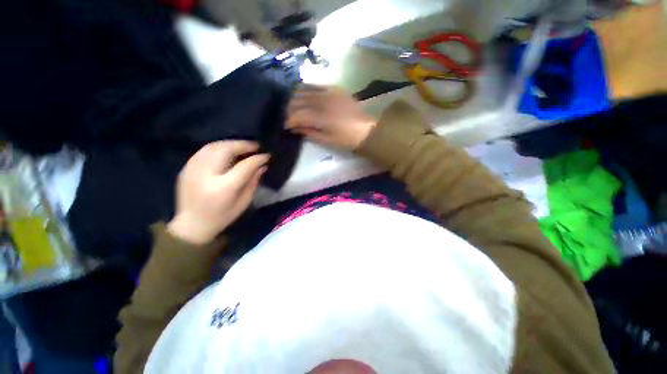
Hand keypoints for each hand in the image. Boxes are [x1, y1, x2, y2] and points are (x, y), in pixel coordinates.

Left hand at [167, 141, 268, 244]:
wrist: (191, 225)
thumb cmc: (222, 217)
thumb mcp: (243, 202)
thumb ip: (253, 182)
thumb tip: (262, 166)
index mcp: (223, 188)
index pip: (244, 166)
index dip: (257, 159)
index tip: (266, 155)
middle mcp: (206, 175)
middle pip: (226, 150)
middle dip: (243, 145)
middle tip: (255, 146)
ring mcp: (193, 170)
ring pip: (213, 146)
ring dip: (230, 144)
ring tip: (243, 146)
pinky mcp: (186, 168)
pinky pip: (203, 151)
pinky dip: (218, 147)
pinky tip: (227, 151)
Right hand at [286, 85, 375, 150]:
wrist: (366, 129)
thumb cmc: (346, 139)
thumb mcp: (327, 140)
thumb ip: (309, 132)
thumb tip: (295, 127)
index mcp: (321, 117)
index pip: (298, 114)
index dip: (289, 120)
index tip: (285, 126)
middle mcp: (322, 101)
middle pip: (298, 100)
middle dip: (289, 109)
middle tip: (287, 117)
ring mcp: (328, 92)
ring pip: (304, 90)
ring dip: (295, 98)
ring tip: (292, 107)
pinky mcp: (334, 88)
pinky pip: (315, 85)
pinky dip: (305, 89)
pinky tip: (301, 94)